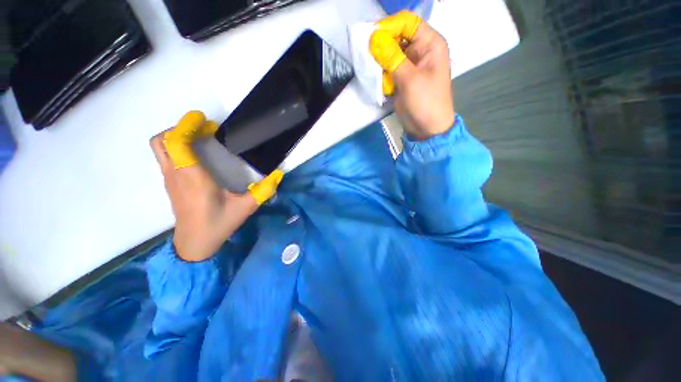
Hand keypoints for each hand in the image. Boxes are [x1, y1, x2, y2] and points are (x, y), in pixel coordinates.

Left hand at [150, 111, 282, 261]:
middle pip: (162, 141)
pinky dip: (178, 147)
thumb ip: (264, 190)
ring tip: (203, 138)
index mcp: (193, 178)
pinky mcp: (170, 184)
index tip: (203, 119)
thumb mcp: (246, 207)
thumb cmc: (219, 224)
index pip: (177, 143)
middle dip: (180, 128)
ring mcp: (170, 179)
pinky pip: (167, 157)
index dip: (186, 125)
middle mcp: (176, 175)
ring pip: (162, 148)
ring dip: (178, 136)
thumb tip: (279, 174)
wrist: (194, 244)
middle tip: (204, 129)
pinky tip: (199, 155)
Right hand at [370, 11, 454, 139]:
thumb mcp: (410, 80)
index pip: (408, 23)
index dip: (389, 26)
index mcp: (430, 44)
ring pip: (390, 53)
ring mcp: (410, 64)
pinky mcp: (402, 77)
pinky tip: (378, 81)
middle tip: (367, 55)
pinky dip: (381, 73)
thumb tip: (374, 39)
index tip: (372, 38)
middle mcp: (420, 50)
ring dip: (379, 61)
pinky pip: (388, 68)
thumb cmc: (426, 103)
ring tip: (372, 71)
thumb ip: (392, 59)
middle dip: (382, 45)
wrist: (427, 128)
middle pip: (397, 37)